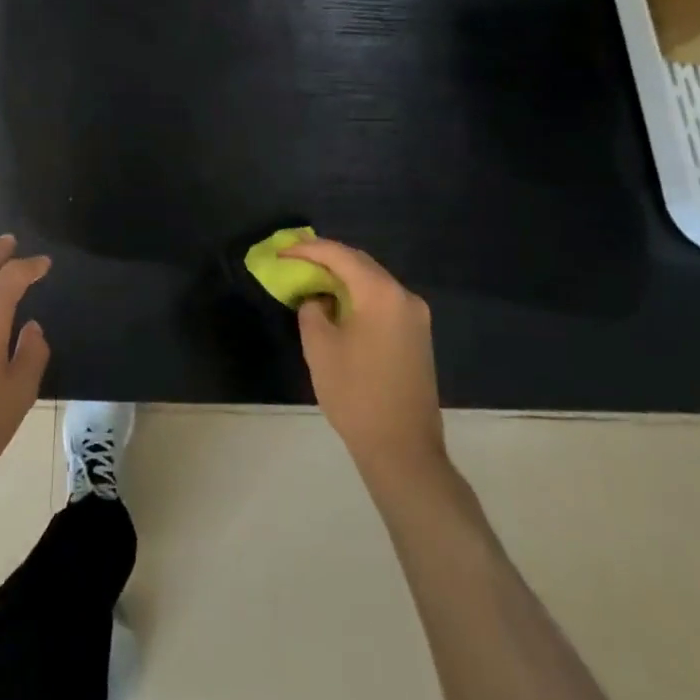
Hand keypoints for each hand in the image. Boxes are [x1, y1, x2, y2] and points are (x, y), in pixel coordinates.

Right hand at [285, 238, 447, 481]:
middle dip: (326, 258)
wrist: (403, 450)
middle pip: (360, 263)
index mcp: (381, 293)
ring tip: (311, 279)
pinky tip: (337, 304)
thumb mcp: (319, 347)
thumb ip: (312, 308)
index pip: (340, 255)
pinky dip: (358, 295)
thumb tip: (318, 298)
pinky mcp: (417, 336)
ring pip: (373, 281)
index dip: (308, 249)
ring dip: (343, 277)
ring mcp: (416, 317)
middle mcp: (404, 296)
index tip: (282, 252)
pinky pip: (383, 300)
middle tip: (295, 260)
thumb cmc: (356, 395)